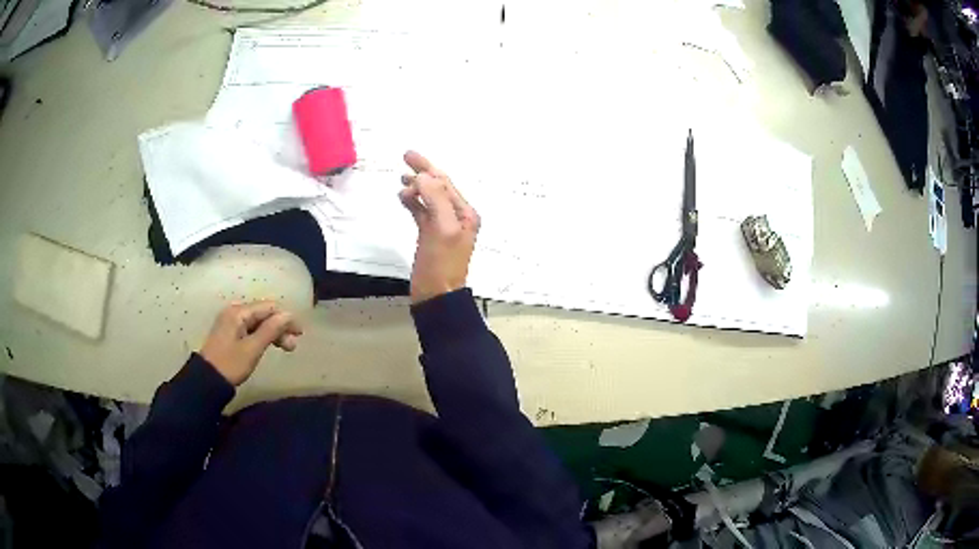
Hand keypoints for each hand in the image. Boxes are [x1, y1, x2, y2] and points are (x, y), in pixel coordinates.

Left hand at [199, 301, 302, 385]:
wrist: (207, 380)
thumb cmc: (230, 364)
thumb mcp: (253, 348)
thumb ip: (271, 330)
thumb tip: (288, 315)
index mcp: (239, 312)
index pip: (268, 308)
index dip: (286, 318)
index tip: (300, 334)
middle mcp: (234, 311)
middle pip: (263, 313)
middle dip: (280, 327)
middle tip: (292, 346)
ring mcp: (231, 322)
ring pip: (258, 322)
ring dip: (273, 332)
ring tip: (285, 348)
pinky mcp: (229, 332)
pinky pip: (250, 328)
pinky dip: (262, 336)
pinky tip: (268, 345)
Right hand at [399, 151, 479, 303]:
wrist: (437, 297)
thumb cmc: (441, 264)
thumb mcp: (442, 229)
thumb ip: (436, 199)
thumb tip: (424, 176)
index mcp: (464, 213)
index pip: (444, 183)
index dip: (427, 168)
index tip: (408, 155)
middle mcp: (457, 217)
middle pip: (438, 187)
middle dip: (422, 172)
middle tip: (405, 157)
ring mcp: (443, 227)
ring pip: (429, 199)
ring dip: (416, 187)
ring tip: (400, 180)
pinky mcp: (431, 237)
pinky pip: (422, 213)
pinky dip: (413, 204)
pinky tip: (403, 198)